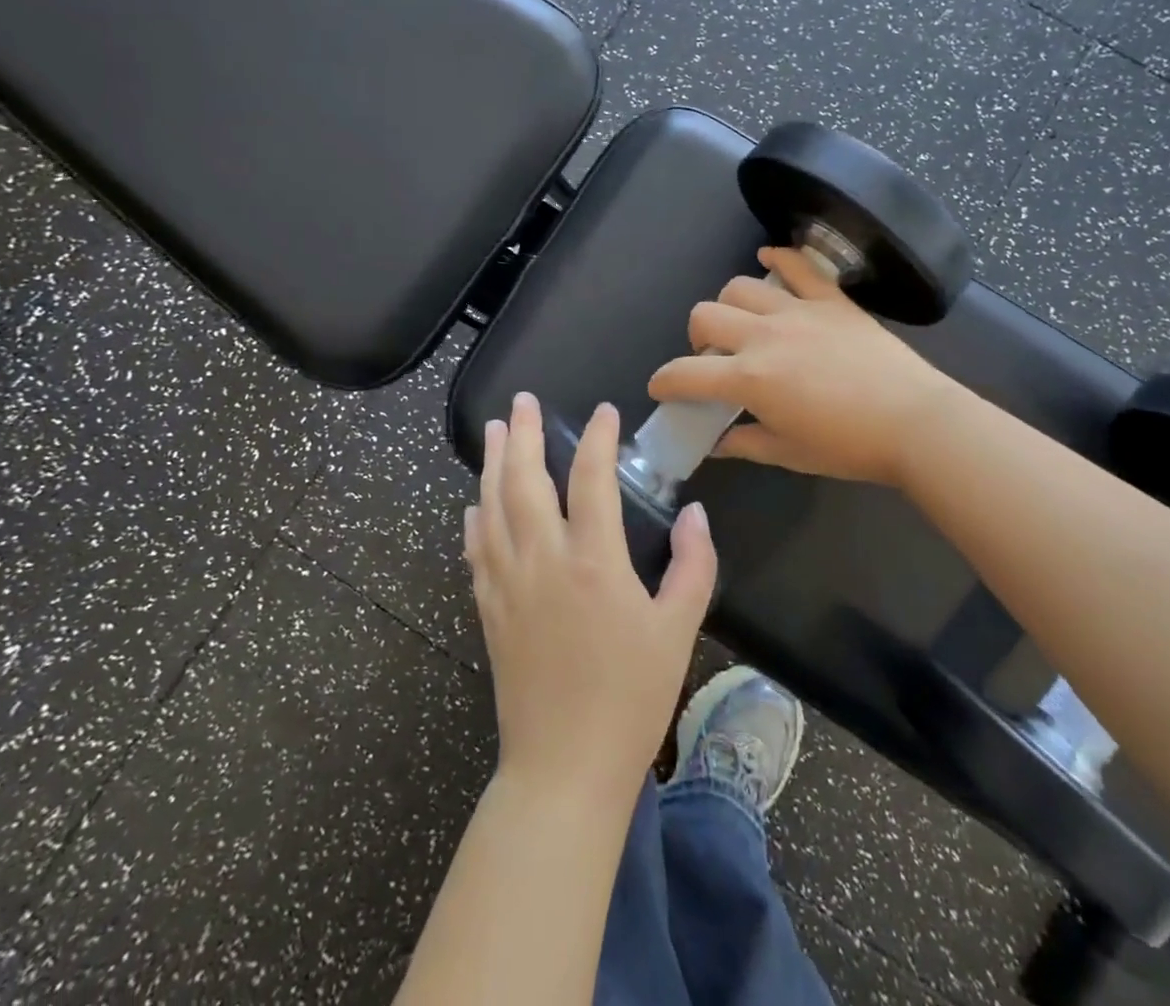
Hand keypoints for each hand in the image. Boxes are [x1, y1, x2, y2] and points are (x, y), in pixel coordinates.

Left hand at [466, 393, 717, 808]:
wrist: (564, 768)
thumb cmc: (631, 698)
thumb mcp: (679, 630)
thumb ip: (693, 565)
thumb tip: (695, 513)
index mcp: (594, 561)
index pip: (592, 478)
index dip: (597, 438)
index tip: (603, 412)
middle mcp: (543, 559)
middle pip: (525, 480)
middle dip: (525, 434)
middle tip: (522, 400)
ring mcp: (508, 583)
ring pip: (492, 506)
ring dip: (493, 463)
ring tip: (496, 429)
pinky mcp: (489, 608)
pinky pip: (476, 549)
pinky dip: (475, 517)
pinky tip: (474, 503)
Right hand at [648, 246, 956, 488]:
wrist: (916, 423)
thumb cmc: (849, 447)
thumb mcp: (789, 453)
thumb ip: (744, 443)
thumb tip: (716, 442)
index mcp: (749, 378)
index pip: (685, 373)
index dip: (664, 381)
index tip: (663, 388)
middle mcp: (763, 336)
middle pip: (704, 315)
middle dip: (696, 337)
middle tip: (714, 359)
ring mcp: (797, 311)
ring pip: (739, 287)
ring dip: (729, 305)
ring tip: (743, 324)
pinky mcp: (830, 300)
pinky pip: (797, 265)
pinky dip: (777, 258)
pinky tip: (768, 260)